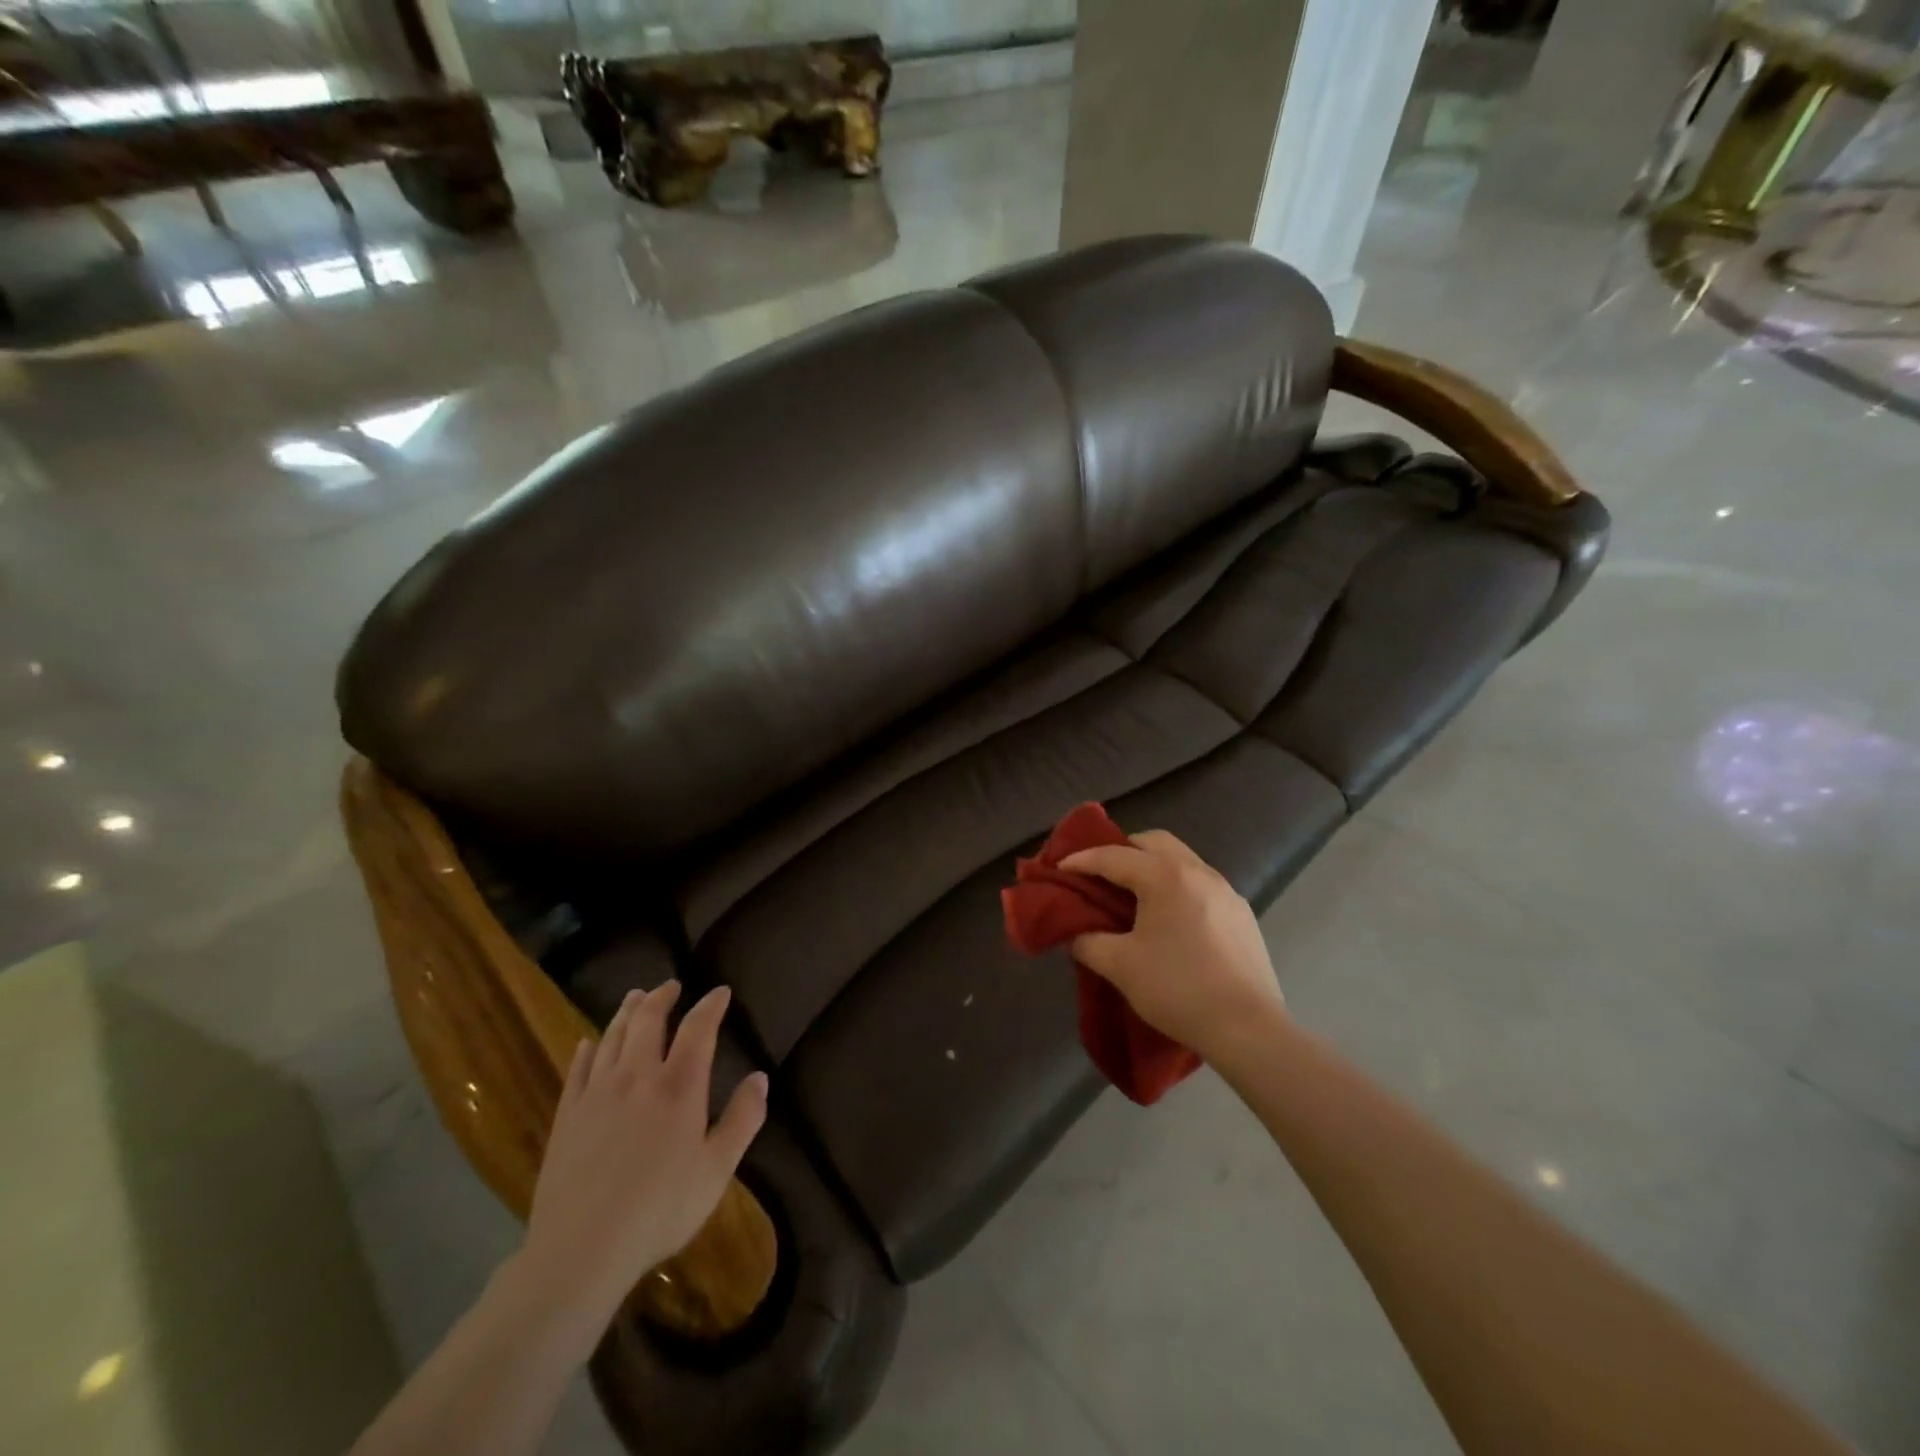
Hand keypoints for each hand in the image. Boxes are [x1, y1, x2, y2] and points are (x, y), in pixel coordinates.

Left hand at [516, 982, 767, 1338]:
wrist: (581, 1250)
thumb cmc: (659, 1210)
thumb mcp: (717, 1170)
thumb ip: (743, 1119)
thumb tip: (760, 1077)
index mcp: (679, 1085)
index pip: (698, 1028)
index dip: (710, 1005)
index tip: (720, 992)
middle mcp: (637, 1076)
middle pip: (648, 1021)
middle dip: (662, 998)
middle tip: (671, 985)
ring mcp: (597, 1093)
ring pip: (612, 1037)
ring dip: (626, 1012)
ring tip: (635, 998)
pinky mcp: (568, 1115)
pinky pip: (578, 1068)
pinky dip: (588, 1049)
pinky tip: (589, 1043)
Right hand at [1060, 830, 1284, 1061]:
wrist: (1248, 1029)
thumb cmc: (1177, 989)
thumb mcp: (1119, 966)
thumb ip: (1088, 942)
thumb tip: (1076, 933)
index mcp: (1165, 876)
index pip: (1113, 856)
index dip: (1081, 861)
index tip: (1059, 869)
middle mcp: (1198, 871)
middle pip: (1153, 842)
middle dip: (1122, 851)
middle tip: (1100, 874)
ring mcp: (1226, 891)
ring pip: (1181, 859)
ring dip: (1153, 866)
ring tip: (1134, 895)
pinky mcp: (1242, 914)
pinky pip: (1201, 883)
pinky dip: (1177, 886)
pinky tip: (1170, 919)